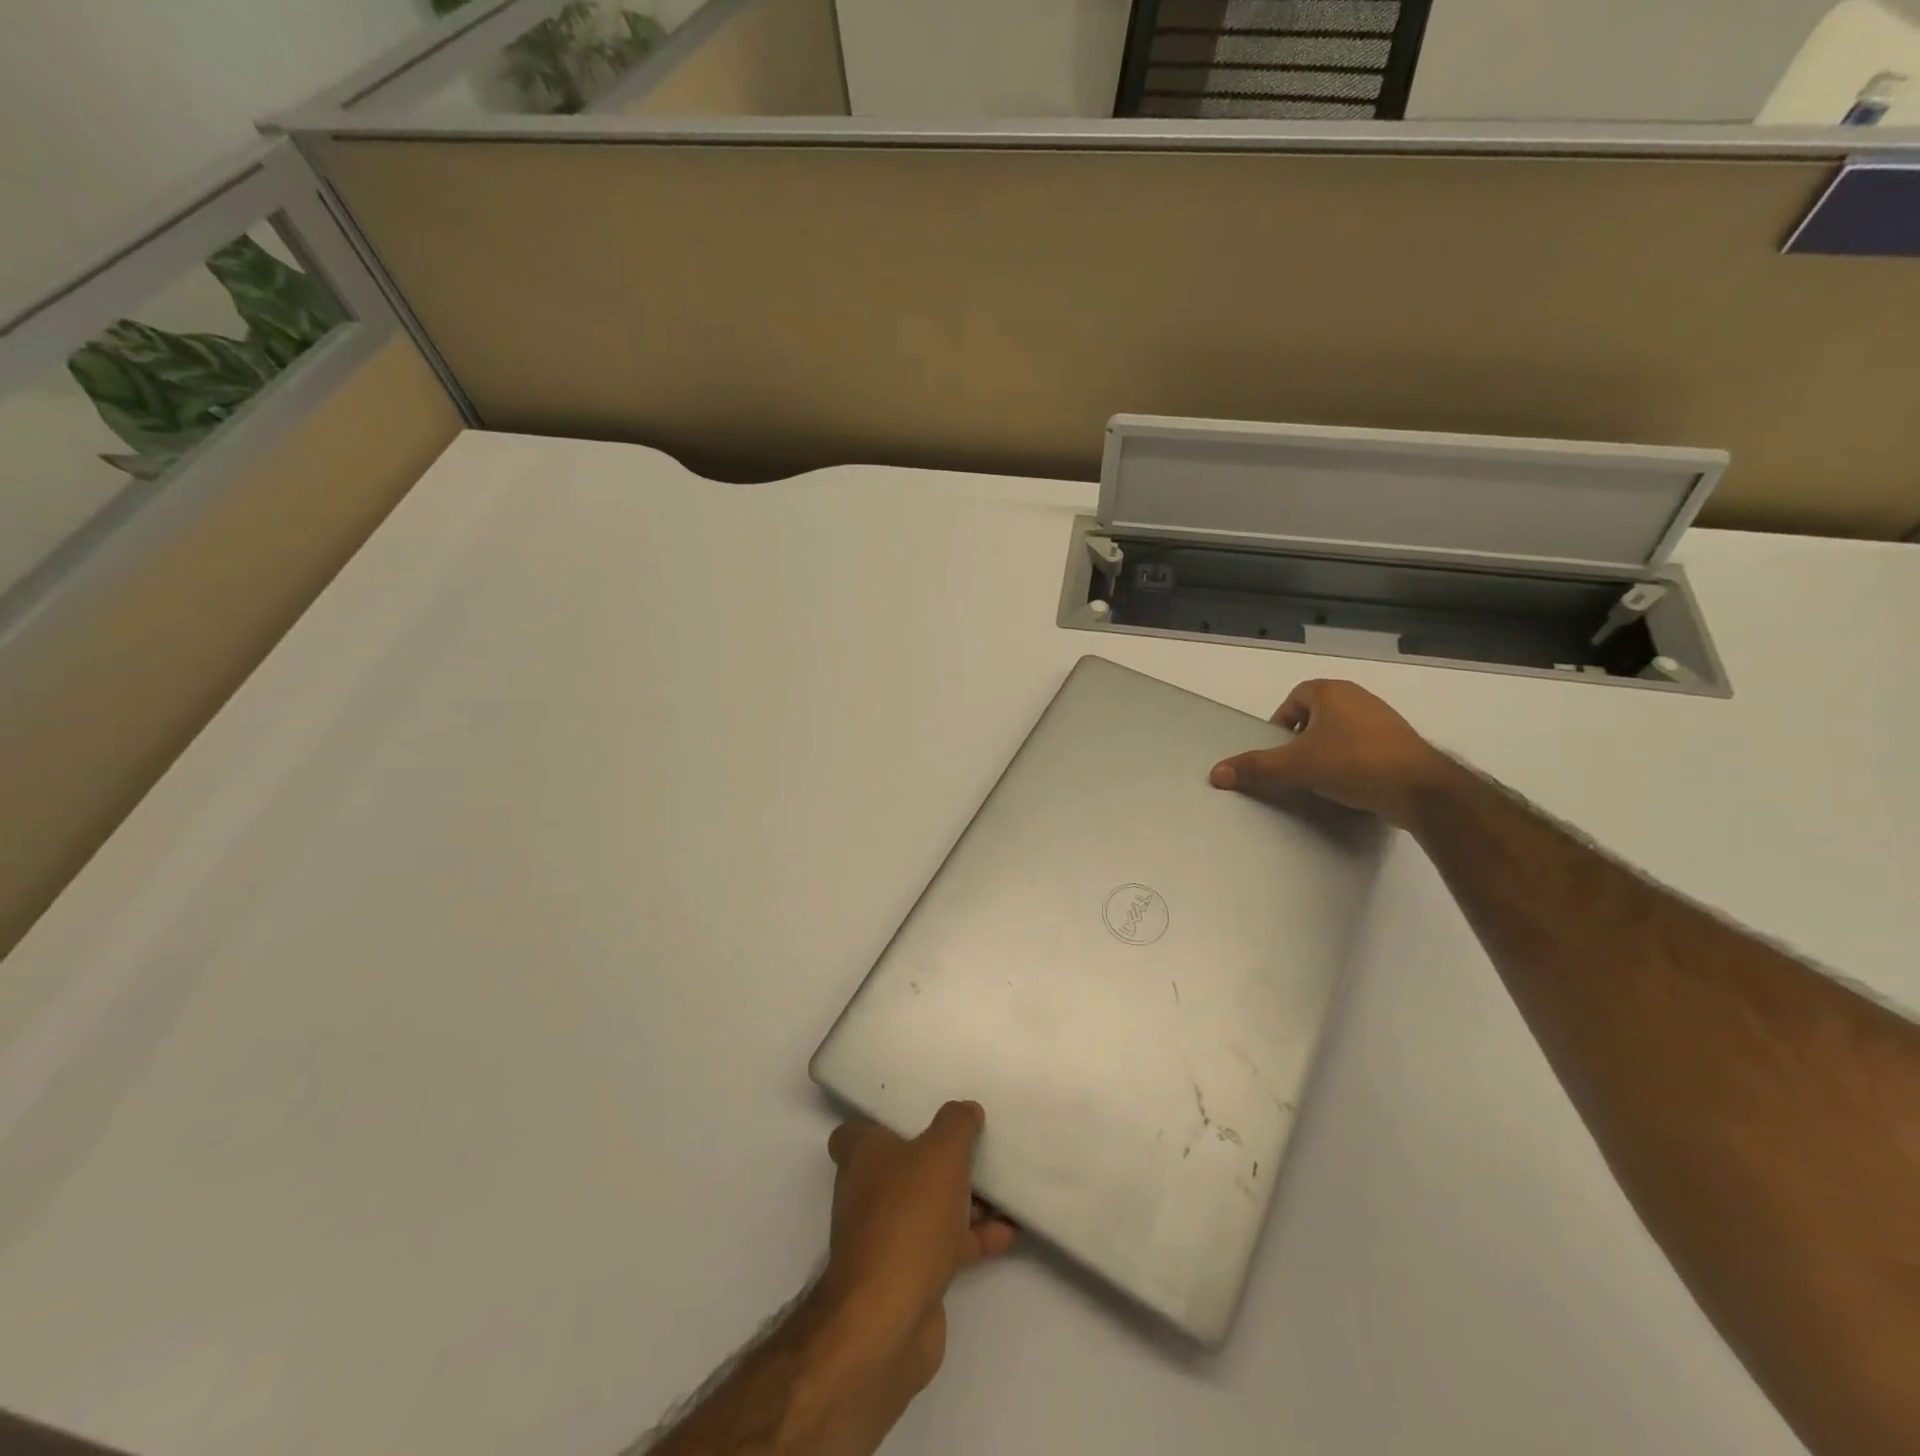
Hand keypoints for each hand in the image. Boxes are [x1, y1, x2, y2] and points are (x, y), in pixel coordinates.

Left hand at [817, 1103, 1016, 1391]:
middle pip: (904, 1166)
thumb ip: (957, 1124)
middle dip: (940, 1159)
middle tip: (976, 1146)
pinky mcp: (910, 1274)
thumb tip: (966, 1111)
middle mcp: (867, 1192)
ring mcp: (887, 1236)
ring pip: (929, 1205)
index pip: (855, 1131)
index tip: (918, 1114)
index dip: (882, 1121)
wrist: (888, 1319)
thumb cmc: (908, 1217)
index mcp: (862, 1157)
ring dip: (965, 1199)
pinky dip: (975, 1236)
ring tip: (1006, 1187)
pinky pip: (946, 1244)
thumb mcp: (941, 1153)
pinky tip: (1011, 1230)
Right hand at [1209, 679, 1450, 829]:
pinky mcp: (1401, 740)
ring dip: (1327, 748)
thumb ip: (1254, 767)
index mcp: (1331, 692)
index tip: (1280, 750)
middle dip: (1303, 738)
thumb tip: (1215, 773)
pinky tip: (1351, 782)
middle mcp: (1358, 696)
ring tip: (1322, 776)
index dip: (1281, 723)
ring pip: (1341, 729)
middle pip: (1316, 713)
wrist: (1418, 788)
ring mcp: (1383, 717)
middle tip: (1297, 765)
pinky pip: (1364, 744)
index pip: (1294, 699)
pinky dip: (1352, 758)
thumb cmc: (1350, 764)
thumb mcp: (1294, 767)